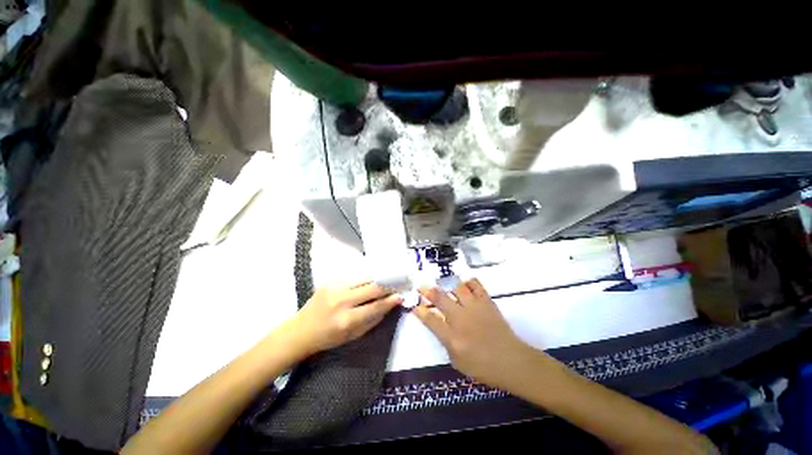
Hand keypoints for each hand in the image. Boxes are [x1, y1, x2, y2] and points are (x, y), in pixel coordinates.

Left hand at [285, 281, 402, 357]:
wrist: (300, 330)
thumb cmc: (328, 338)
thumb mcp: (353, 336)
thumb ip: (372, 319)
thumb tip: (389, 305)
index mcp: (346, 319)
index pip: (375, 306)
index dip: (390, 300)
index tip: (400, 296)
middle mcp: (341, 300)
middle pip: (372, 287)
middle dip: (387, 286)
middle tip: (396, 285)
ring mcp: (334, 287)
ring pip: (364, 279)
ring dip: (376, 282)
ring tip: (383, 284)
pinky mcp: (330, 281)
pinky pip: (354, 280)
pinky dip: (363, 283)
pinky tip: (365, 287)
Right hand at [414, 279, 535, 389]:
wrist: (512, 361)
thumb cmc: (483, 367)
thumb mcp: (457, 361)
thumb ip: (445, 341)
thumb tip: (437, 324)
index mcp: (452, 337)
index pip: (430, 319)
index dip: (420, 311)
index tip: (414, 305)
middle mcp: (461, 319)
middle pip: (440, 298)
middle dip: (427, 290)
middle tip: (421, 287)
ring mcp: (474, 308)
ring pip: (457, 288)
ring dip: (449, 287)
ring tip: (447, 288)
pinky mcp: (487, 302)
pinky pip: (476, 285)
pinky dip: (469, 283)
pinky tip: (465, 285)